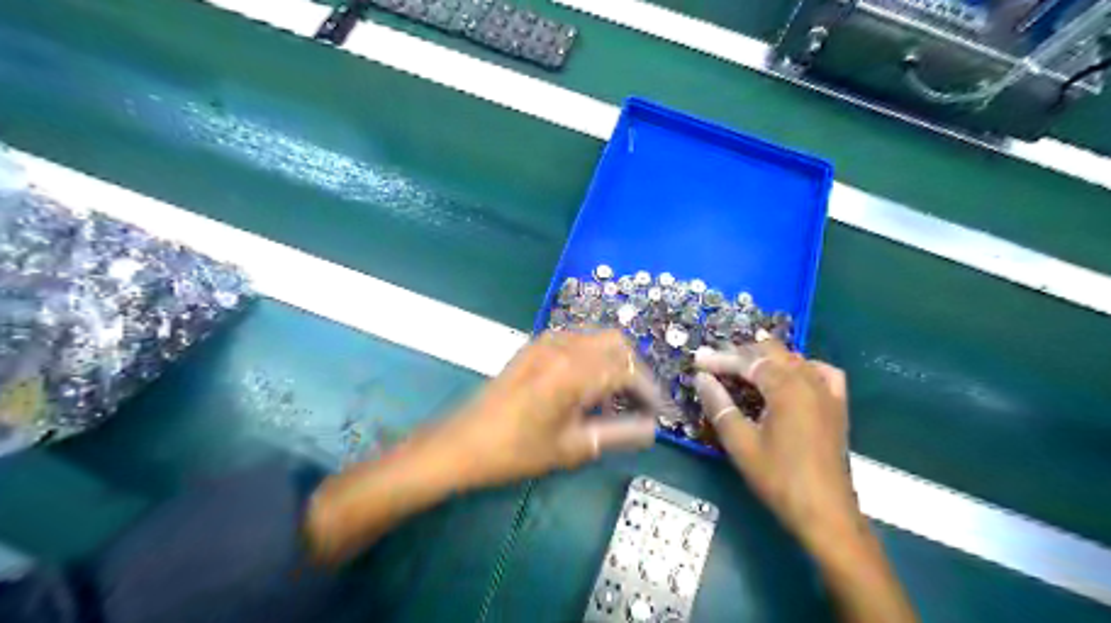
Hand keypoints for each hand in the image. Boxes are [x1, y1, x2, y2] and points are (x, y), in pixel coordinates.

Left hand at [435, 330, 661, 486]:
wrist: (462, 443)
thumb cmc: (517, 450)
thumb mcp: (573, 446)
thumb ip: (619, 434)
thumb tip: (652, 429)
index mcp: (575, 370)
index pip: (628, 371)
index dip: (650, 392)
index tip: (660, 413)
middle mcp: (564, 346)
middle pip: (617, 344)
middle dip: (635, 370)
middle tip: (640, 402)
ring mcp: (546, 342)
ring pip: (597, 339)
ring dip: (613, 362)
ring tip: (614, 398)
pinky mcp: (533, 346)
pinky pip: (576, 341)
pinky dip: (592, 358)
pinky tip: (586, 386)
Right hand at [691, 341, 856, 549]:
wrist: (825, 513)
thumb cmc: (778, 478)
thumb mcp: (740, 443)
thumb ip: (719, 405)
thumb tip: (701, 379)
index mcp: (786, 388)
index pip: (748, 361)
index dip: (720, 359)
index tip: (697, 360)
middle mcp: (809, 381)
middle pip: (772, 353)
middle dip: (742, 354)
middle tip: (715, 363)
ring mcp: (828, 392)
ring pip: (795, 359)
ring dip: (767, 359)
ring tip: (743, 366)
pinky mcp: (838, 406)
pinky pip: (821, 372)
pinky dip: (802, 367)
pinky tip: (791, 375)